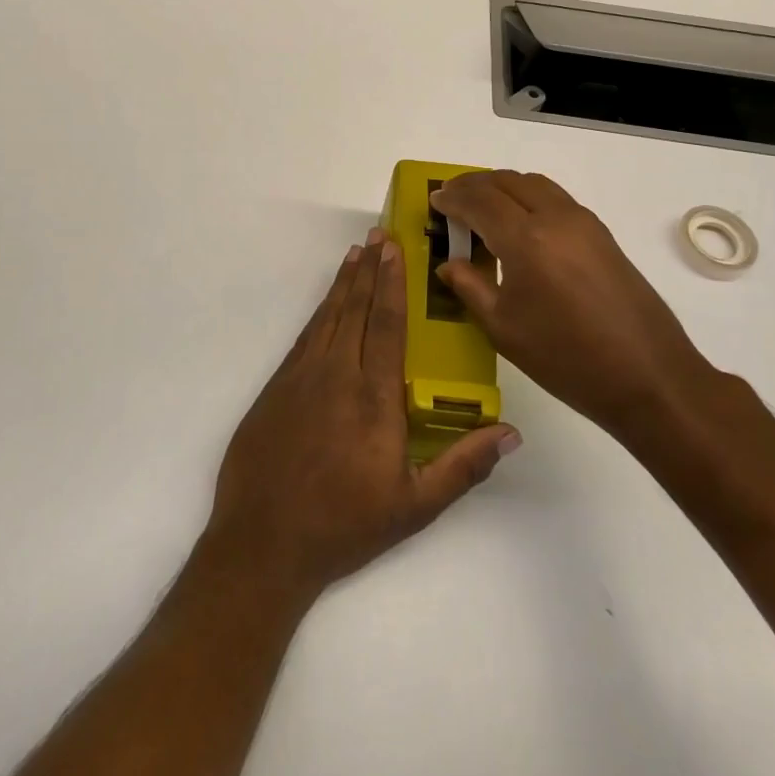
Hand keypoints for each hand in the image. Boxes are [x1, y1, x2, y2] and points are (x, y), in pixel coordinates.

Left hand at [204, 231, 519, 601]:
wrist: (263, 541)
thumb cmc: (345, 524)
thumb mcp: (414, 505)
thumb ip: (463, 466)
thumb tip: (511, 433)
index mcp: (374, 397)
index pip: (388, 324)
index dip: (392, 282)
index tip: (394, 249)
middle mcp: (337, 374)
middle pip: (356, 309)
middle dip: (369, 269)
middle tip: (378, 234)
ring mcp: (301, 377)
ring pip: (328, 316)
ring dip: (343, 283)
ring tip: (355, 253)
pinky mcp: (276, 386)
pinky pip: (305, 336)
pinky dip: (319, 312)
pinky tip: (327, 303)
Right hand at [433, 171, 716, 437]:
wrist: (649, 377)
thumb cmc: (566, 358)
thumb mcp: (504, 328)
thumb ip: (470, 287)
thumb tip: (448, 264)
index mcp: (526, 239)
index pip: (479, 200)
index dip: (452, 198)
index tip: (434, 202)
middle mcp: (555, 217)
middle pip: (507, 181)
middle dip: (474, 185)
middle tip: (452, 200)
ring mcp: (584, 222)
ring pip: (534, 183)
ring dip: (502, 187)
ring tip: (482, 207)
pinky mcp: (602, 234)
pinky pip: (555, 198)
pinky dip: (528, 197)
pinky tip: (519, 225)